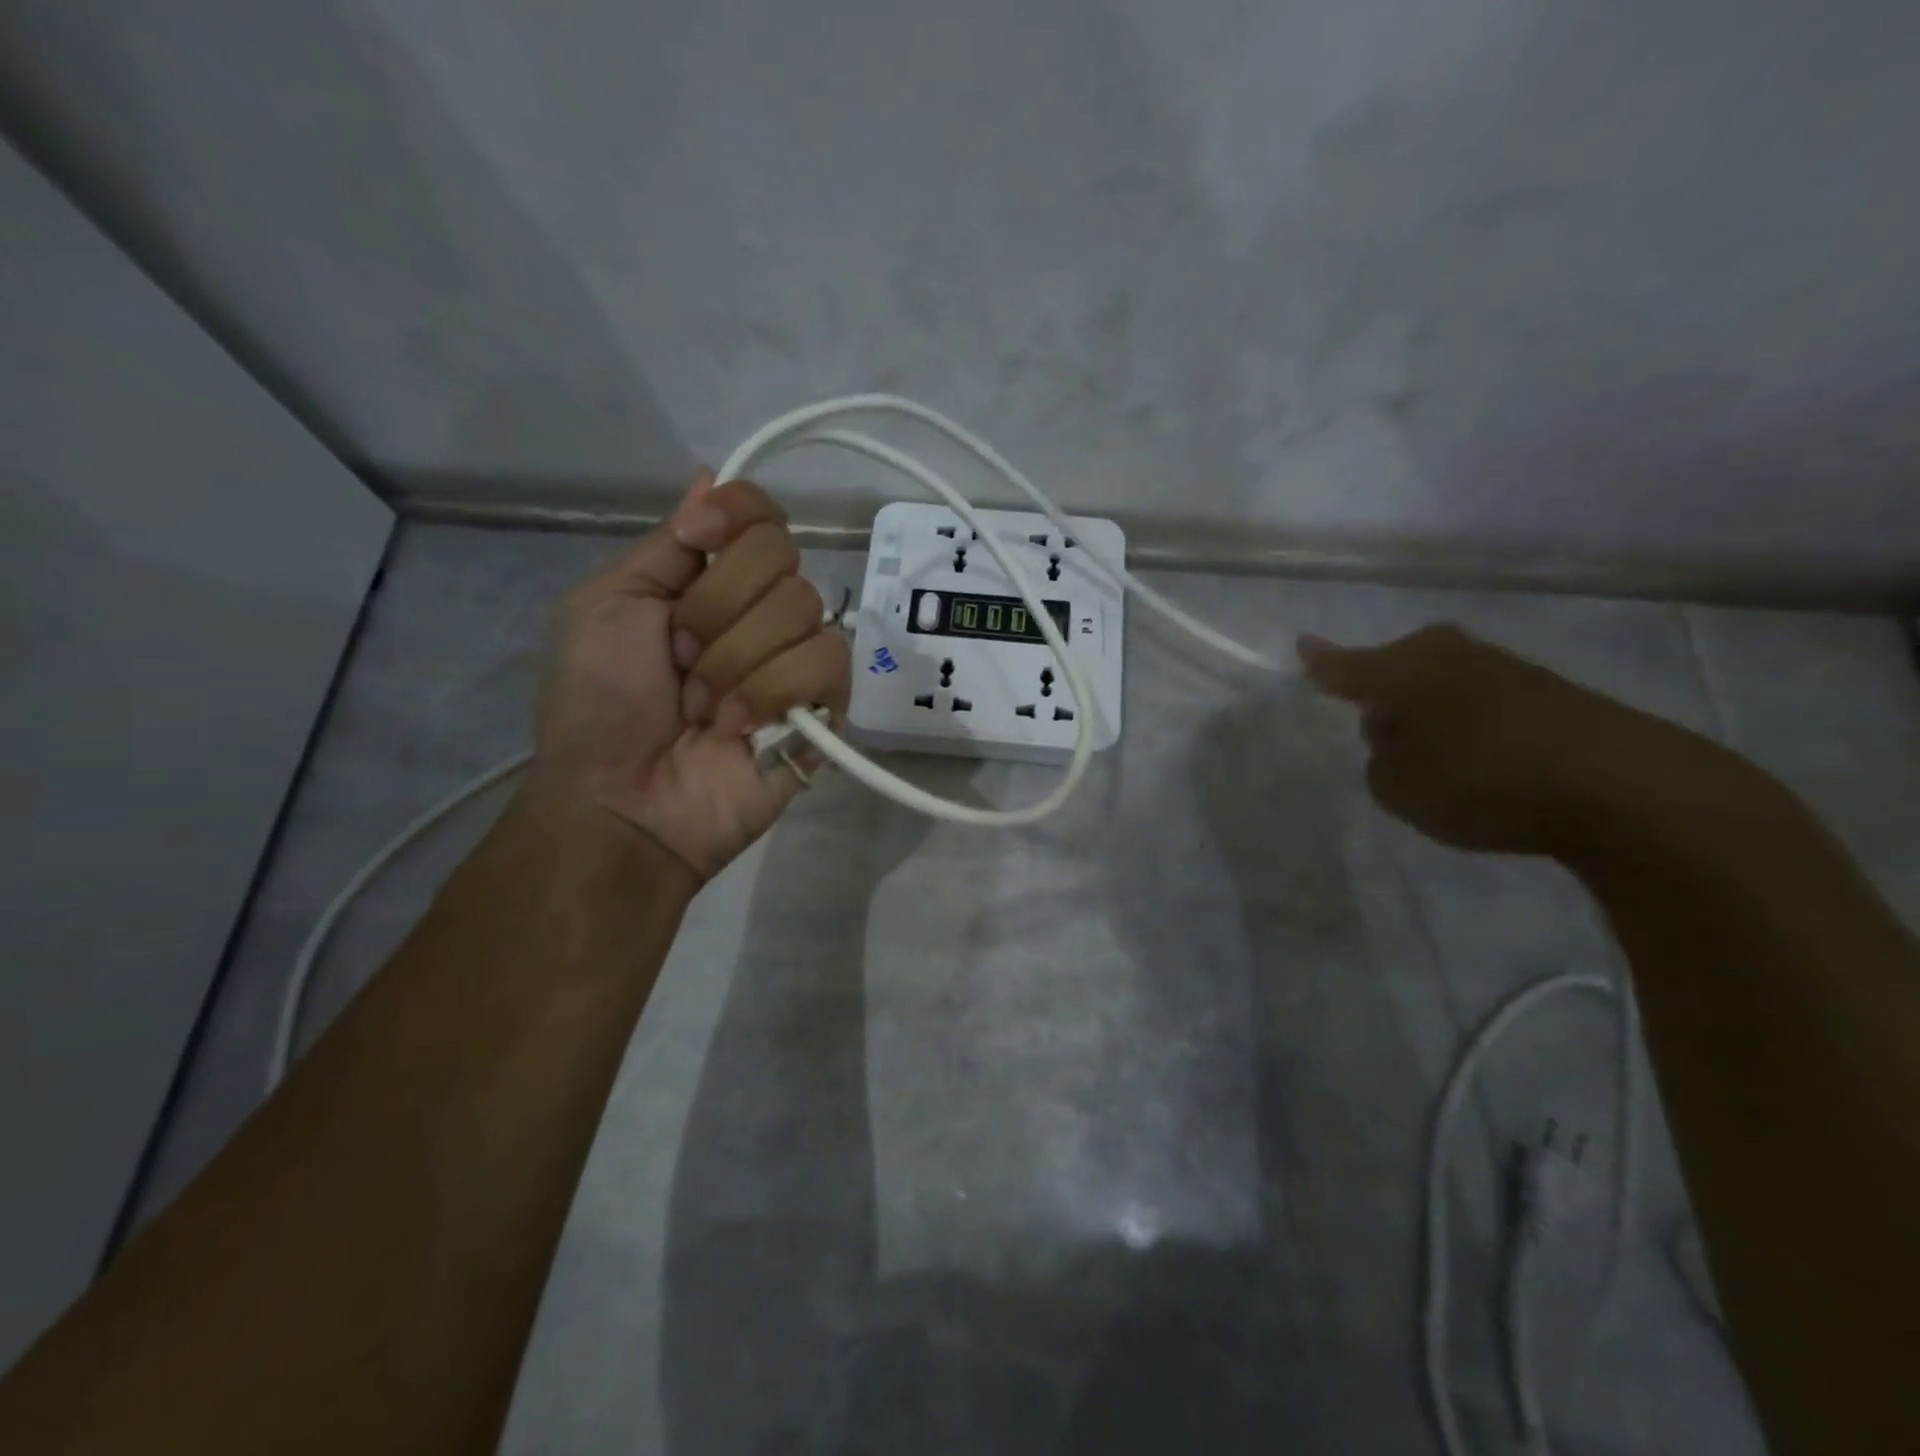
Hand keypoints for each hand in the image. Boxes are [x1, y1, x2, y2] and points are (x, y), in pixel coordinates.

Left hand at [533, 470, 850, 879]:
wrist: (621, 799)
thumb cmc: (597, 702)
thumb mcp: (606, 604)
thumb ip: (668, 544)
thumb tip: (712, 474)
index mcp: (707, 579)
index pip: (760, 513)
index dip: (739, 515)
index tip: (700, 539)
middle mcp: (759, 609)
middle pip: (782, 555)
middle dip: (716, 609)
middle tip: (679, 657)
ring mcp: (795, 658)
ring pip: (805, 609)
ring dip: (736, 661)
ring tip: (704, 708)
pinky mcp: (825, 706)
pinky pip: (828, 662)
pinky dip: (772, 692)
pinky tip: (739, 728)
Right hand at [1298, 623, 1702, 856]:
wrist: (1624, 787)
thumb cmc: (1485, 782)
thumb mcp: (1402, 789)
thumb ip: (1380, 762)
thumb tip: (1394, 739)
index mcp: (1404, 670)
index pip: (1346, 666)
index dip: (1323, 664)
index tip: (1303, 649)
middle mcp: (1449, 655)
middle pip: (1398, 666)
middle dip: (1382, 689)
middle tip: (1374, 724)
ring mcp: (1503, 667)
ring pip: (1441, 681)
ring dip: (1428, 706)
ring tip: (1429, 749)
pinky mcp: (1548, 690)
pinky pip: (1480, 699)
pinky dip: (1468, 720)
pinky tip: (1479, 755)